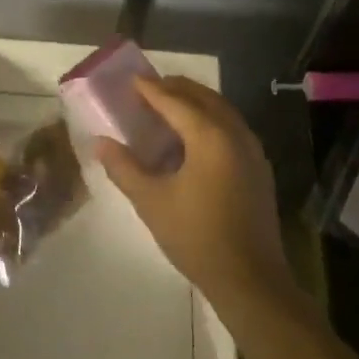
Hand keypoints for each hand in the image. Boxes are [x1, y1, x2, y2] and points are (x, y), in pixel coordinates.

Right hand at [95, 77, 293, 310]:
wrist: (250, 279)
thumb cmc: (196, 237)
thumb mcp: (151, 202)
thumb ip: (124, 168)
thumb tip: (100, 142)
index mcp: (209, 136)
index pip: (174, 101)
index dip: (150, 89)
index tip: (131, 79)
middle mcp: (235, 133)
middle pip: (203, 97)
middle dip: (175, 88)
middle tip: (148, 89)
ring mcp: (252, 149)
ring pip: (221, 110)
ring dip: (195, 102)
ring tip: (168, 107)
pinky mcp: (258, 167)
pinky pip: (231, 127)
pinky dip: (210, 119)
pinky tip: (193, 138)